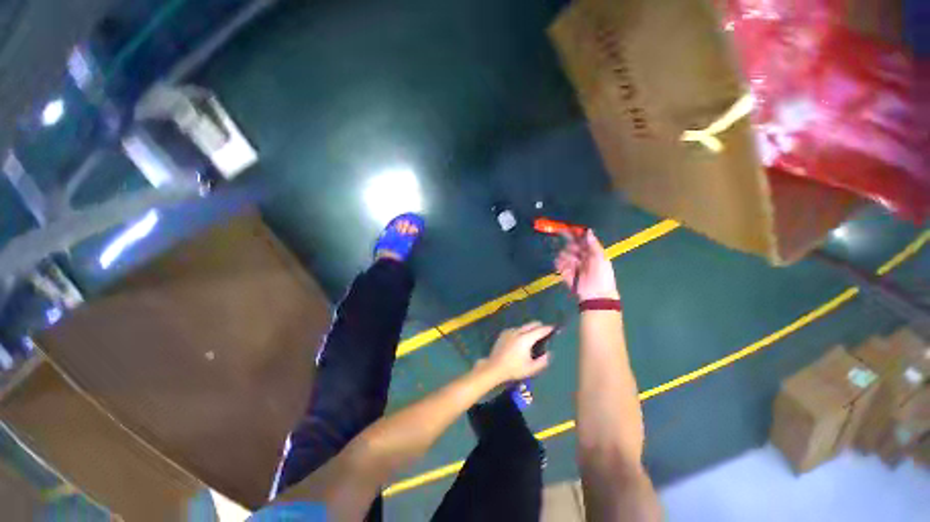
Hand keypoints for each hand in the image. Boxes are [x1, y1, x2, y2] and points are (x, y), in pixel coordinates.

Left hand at [481, 322, 552, 382]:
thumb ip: (543, 361)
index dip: (548, 329)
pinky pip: (516, 329)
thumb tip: (549, 353)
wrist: (494, 367)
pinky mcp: (504, 333)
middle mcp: (517, 331)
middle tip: (545, 332)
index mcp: (525, 339)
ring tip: (533, 338)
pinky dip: (521, 332)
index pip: (540, 330)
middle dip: (540, 326)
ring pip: (524, 326)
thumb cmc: (514, 369)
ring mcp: (509, 331)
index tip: (554, 328)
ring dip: (530, 329)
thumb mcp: (531, 369)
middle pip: (532, 324)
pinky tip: (521, 340)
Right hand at [555, 230, 619, 301]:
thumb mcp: (601, 257)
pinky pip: (559, 264)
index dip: (574, 235)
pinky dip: (560, 264)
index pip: (581, 241)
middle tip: (573, 251)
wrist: (596, 295)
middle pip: (571, 246)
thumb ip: (593, 244)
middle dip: (570, 247)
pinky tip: (564, 267)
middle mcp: (581, 257)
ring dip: (566, 256)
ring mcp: (572, 265)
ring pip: (564, 254)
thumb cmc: (602, 275)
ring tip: (573, 264)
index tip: (566, 229)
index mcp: (591, 253)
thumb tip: (588, 230)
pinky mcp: (565, 273)